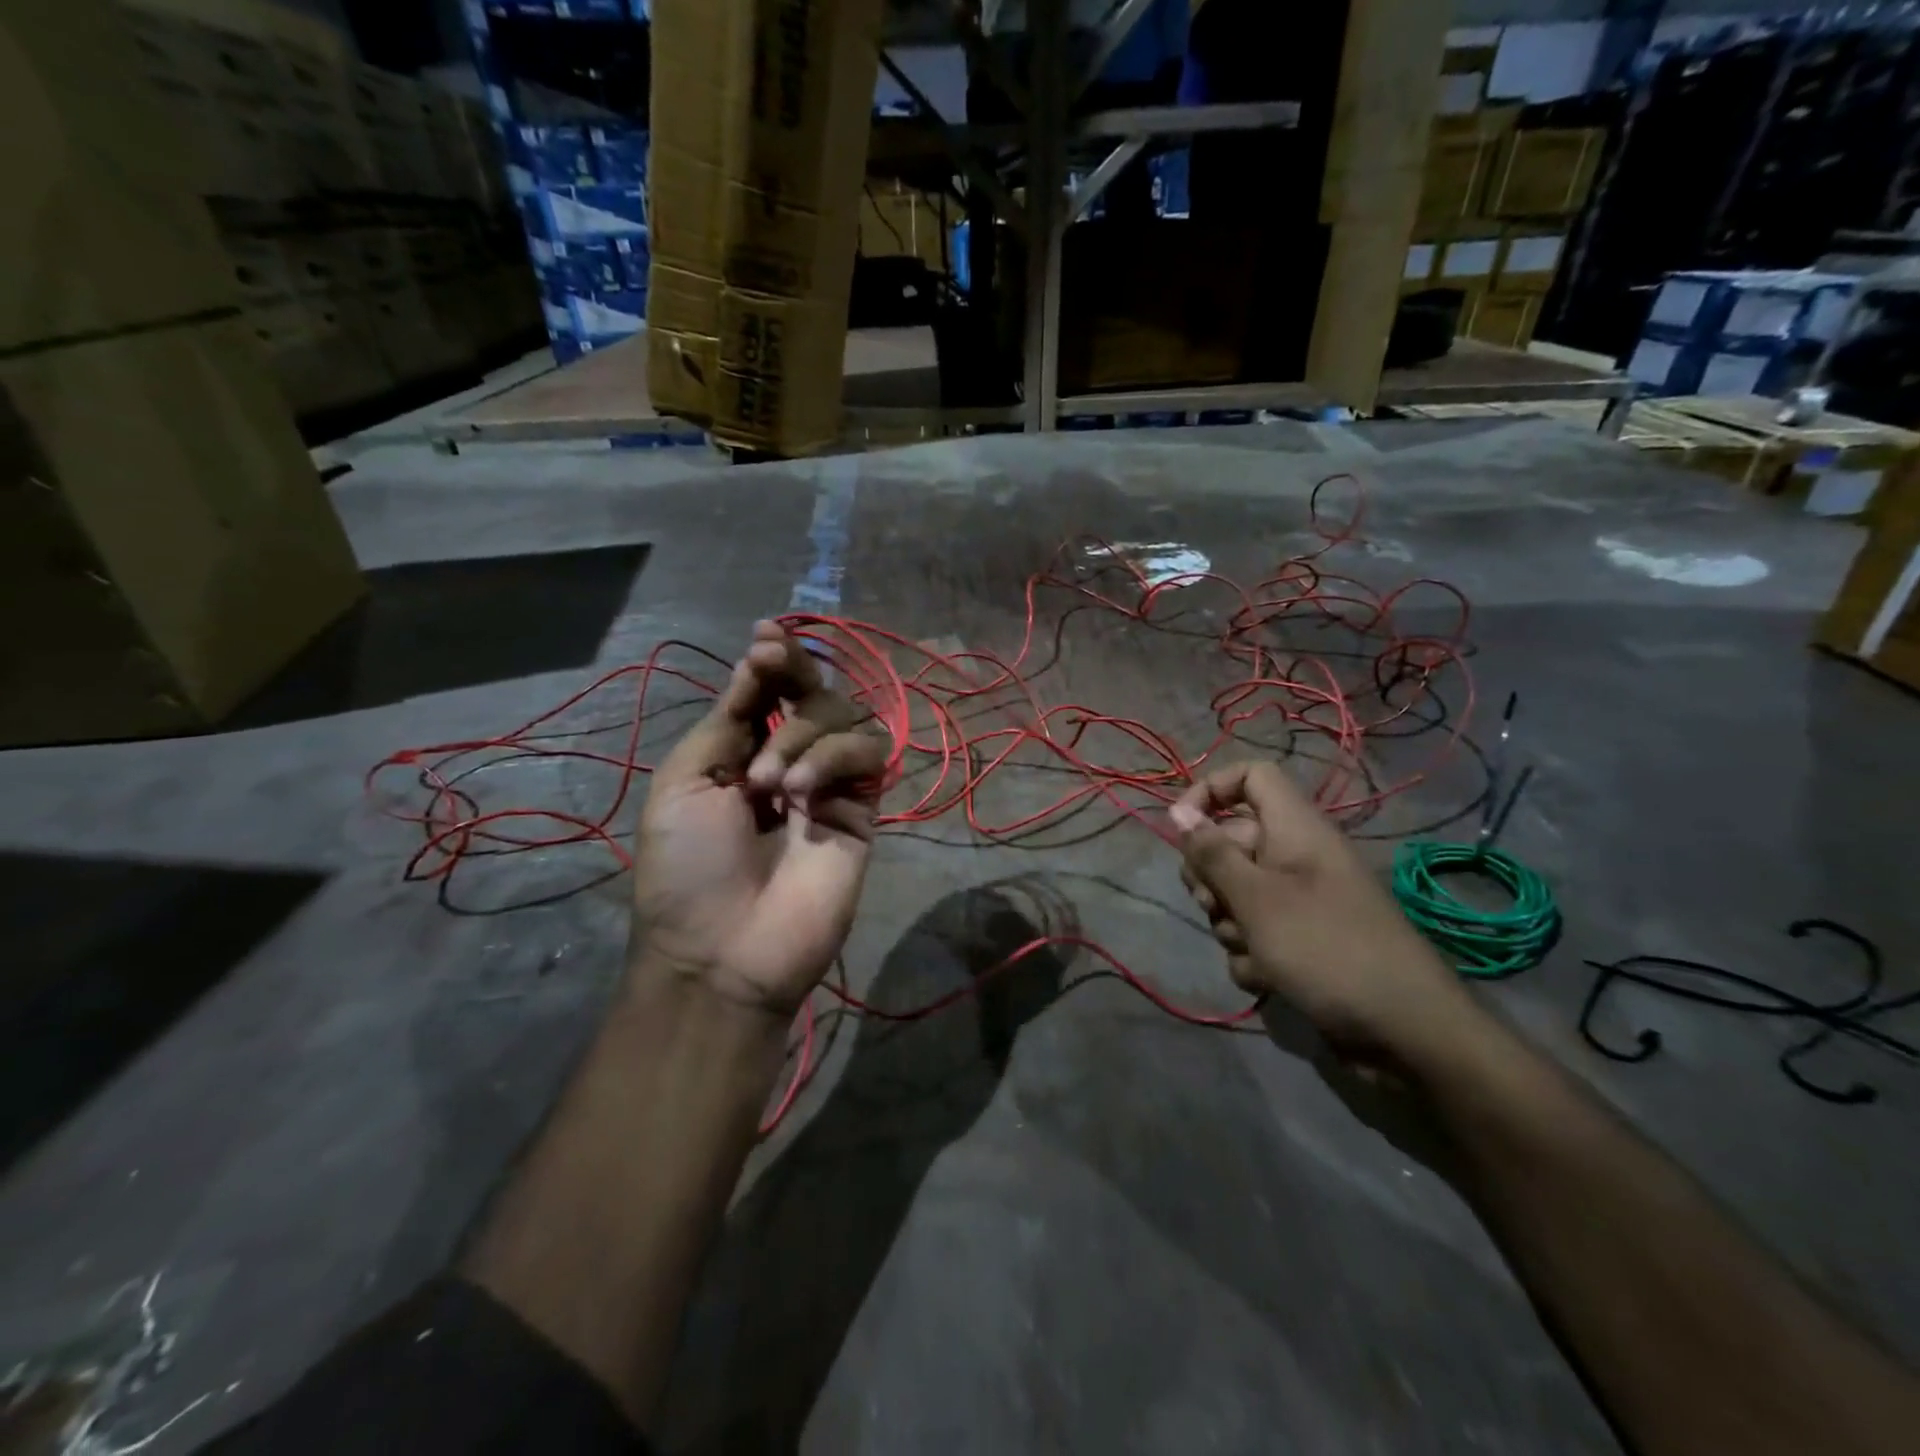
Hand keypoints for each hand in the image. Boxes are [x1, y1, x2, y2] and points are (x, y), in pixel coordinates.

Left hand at [632, 621, 886, 1015]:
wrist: (723, 949)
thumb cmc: (687, 867)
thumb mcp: (686, 780)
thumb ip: (728, 718)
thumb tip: (755, 661)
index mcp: (741, 755)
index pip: (771, 692)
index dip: (774, 660)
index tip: (766, 634)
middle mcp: (790, 761)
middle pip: (814, 693)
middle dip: (793, 674)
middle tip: (772, 665)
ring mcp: (831, 784)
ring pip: (843, 717)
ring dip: (802, 732)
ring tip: (769, 782)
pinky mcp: (864, 807)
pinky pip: (868, 753)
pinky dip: (834, 756)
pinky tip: (802, 791)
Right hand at [1169, 761, 1478, 1073]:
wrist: (1405, 1031)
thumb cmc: (1326, 949)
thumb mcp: (1256, 898)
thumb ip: (1212, 853)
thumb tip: (1178, 810)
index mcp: (1295, 829)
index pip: (1251, 776)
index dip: (1211, 789)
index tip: (1181, 826)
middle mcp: (1296, 856)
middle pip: (1231, 840)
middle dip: (1211, 876)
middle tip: (1215, 905)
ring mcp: (1299, 900)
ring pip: (1236, 892)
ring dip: (1230, 923)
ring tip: (1253, 948)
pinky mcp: (1300, 940)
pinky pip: (1255, 931)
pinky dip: (1252, 954)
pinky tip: (1267, 977)